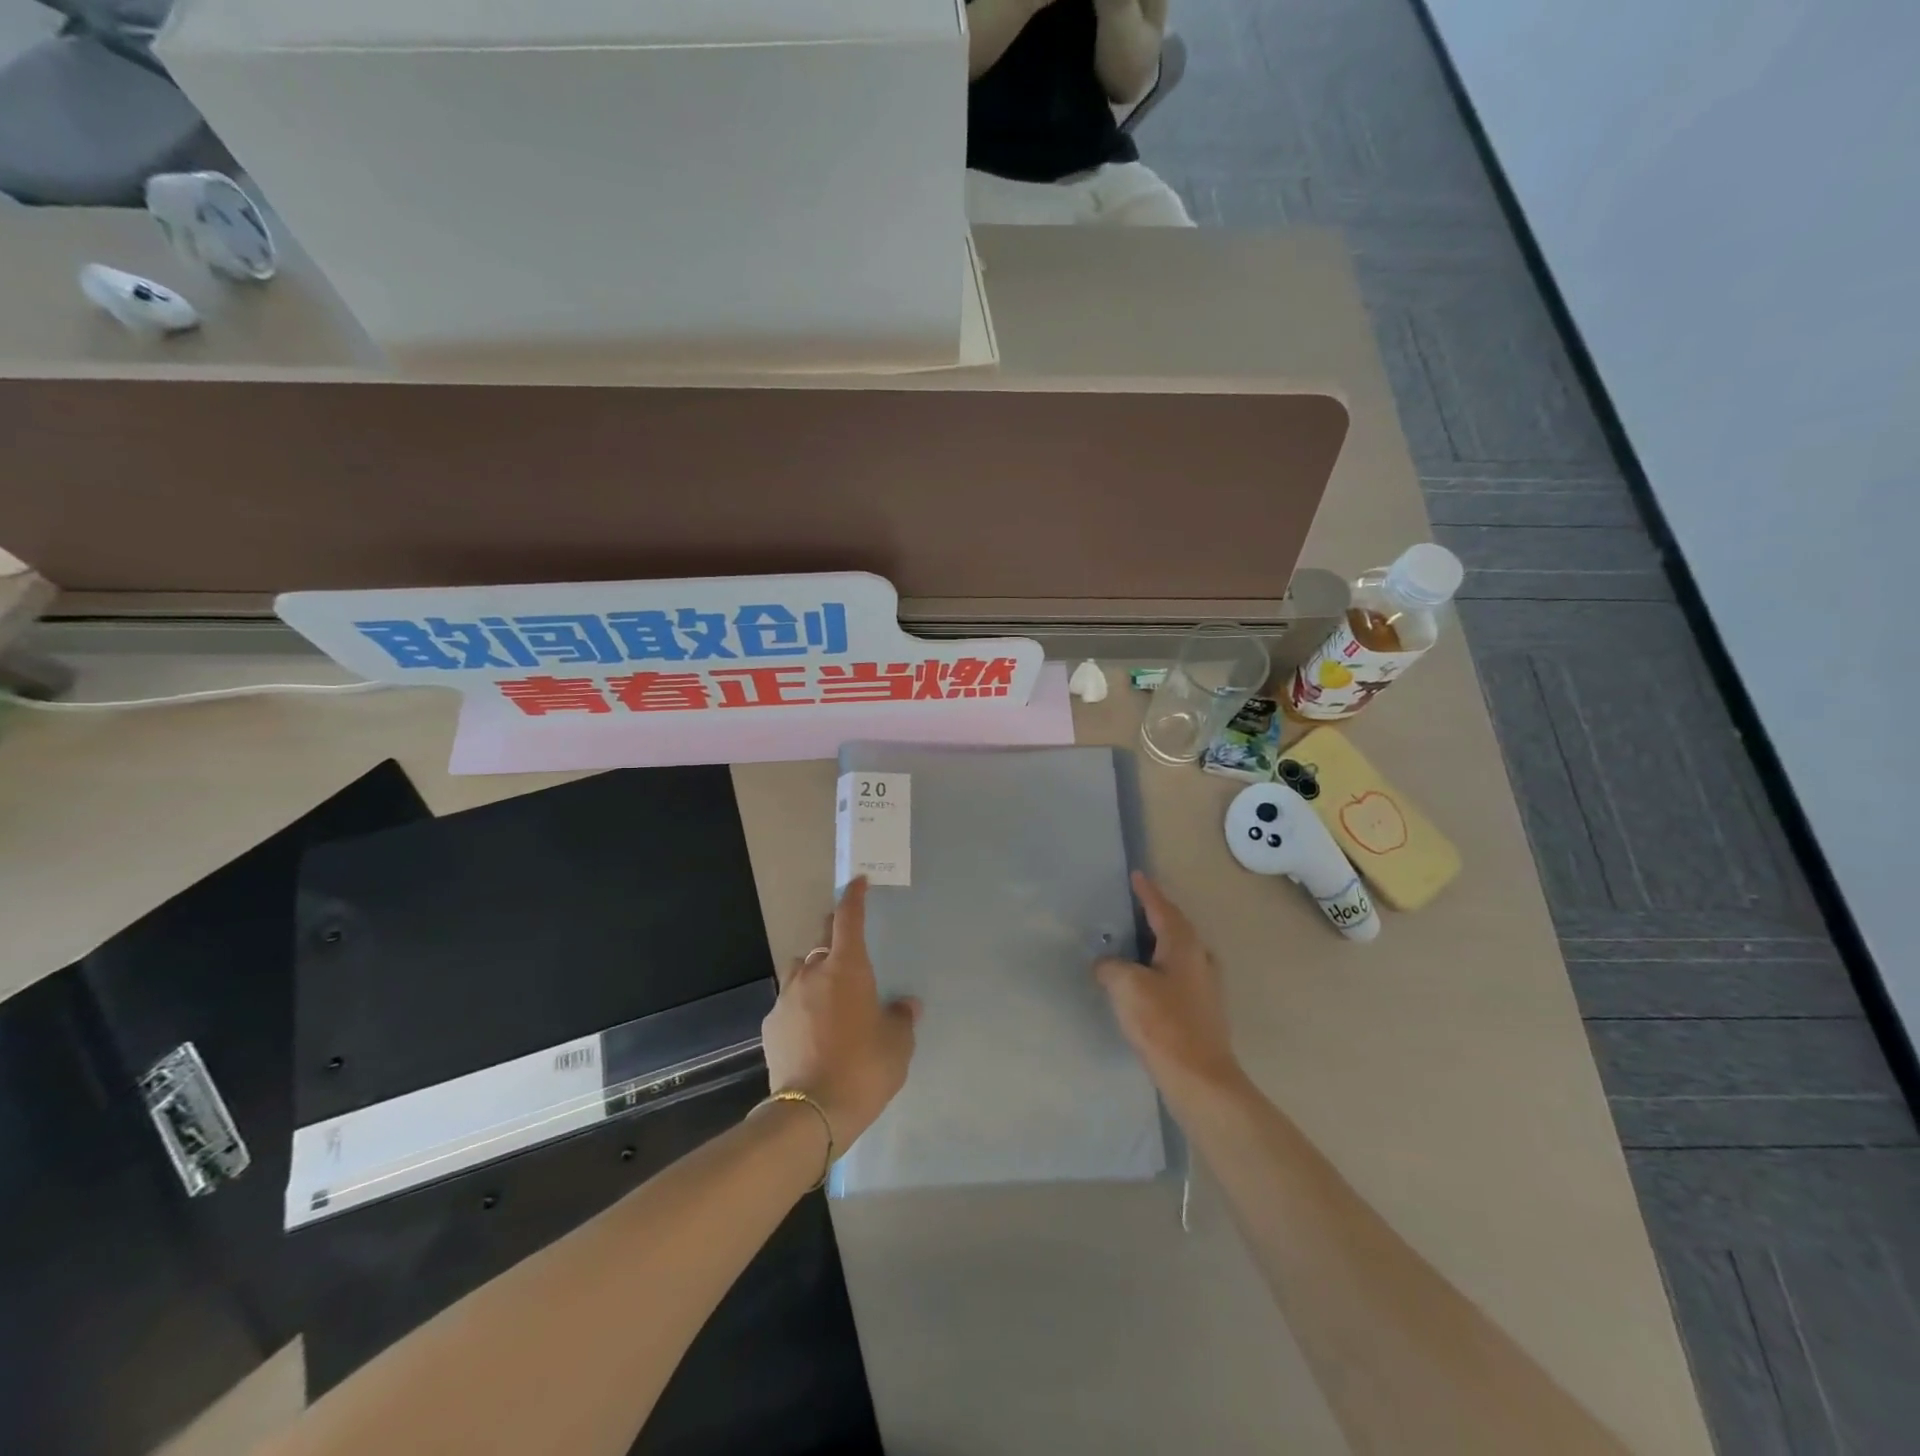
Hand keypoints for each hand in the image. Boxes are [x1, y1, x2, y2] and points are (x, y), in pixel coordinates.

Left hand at [762, 877, 918, 1152]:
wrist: (810, 1112)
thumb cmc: (864, 1068)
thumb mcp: (897, 1044)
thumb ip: (901, 1018)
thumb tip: (905, 1005)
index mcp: (847, 968)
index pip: (849, 919)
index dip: (854, 897)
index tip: (858, 882)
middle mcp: (813, 973)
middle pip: (822, 941)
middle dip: (834, 936)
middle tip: (848, 948)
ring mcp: (787, 998)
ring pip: (800, 970)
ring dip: (814, 973)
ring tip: (828, 994)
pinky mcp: (770, 1025)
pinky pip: (788, 1002)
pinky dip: (800, 1006)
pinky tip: (810, 1030)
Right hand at [1094, 872, 1241, 1095]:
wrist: (1200, 1079)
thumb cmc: (1163, 1024)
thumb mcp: (1126, 987)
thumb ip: (1111, 967)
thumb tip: (1106, 965)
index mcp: (1184, 945)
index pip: (1162, 908)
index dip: (1147, 892)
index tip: (1137, 876)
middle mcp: (1200, 959)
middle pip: (1176, 927)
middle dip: (1156, 914)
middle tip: (1133, 906)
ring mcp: (1206, 986)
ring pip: (1179, 952)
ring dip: (1158, 942)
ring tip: (1135, 941)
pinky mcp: (1203, 1010)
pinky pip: (1178, 974)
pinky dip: (1160, 967)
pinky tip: (1146, 980)